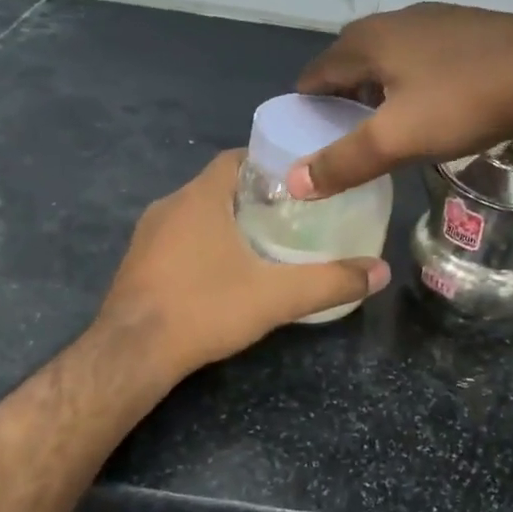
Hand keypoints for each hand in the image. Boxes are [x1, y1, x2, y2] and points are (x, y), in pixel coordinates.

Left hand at [98, 150, 389, 373]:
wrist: (132, 353)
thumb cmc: (204, 308)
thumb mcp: (276, 296)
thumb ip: (330, 282)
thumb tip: (380, 272)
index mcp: (200, 197)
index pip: (237, 158)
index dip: (268, 163)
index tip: (298, 182)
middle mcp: (169, 204)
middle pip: (218, 185)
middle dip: (253, 195)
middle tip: (291, 216)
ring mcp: (147, 234)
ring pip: (195, 213)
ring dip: (225, 220)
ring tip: (262, 243)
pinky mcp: (136, 262)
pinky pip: (176, 238)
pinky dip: (201, 243)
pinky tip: (221, 272)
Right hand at [287, 3, 512, 198]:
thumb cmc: (461, 102)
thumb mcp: (395, 139)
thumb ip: (342, 161)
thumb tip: (293, 183)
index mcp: (366, 40)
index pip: (315, 73)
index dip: (305, 107)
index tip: (305, 139)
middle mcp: (394, 20)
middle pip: (349, 62)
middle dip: (339, 98)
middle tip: (342, 136)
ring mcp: (433, 19)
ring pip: (386, 58)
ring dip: (375, 89)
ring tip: (381, 125)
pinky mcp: (465, 28)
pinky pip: (418, 56)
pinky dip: (408, 80)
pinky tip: (426, 104)